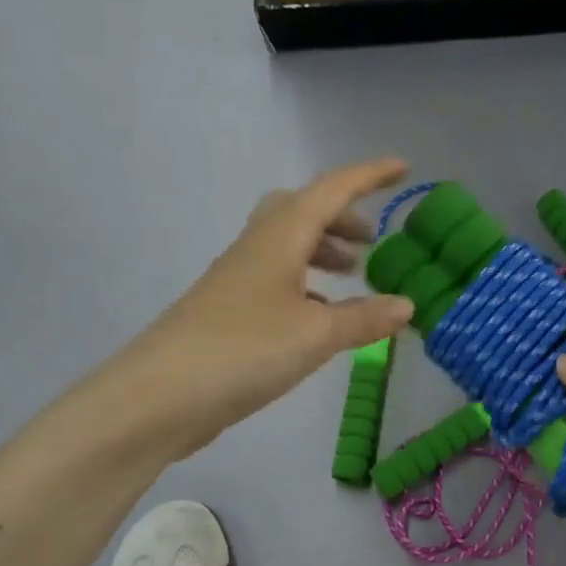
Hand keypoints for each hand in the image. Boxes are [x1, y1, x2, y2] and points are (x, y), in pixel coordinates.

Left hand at [95, 159, 415, 459]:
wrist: (159, 397)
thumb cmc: (243, 351)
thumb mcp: (315, 335)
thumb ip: (363, 318)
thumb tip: (406, 304)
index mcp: (279, 238)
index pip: (331, 191)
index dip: (369, 176)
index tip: (403, 168)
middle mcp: (256, 249)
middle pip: (300, 211)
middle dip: (340, 217)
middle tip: (371, 240)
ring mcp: (237, 281)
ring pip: (286, 246)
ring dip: (322, 251)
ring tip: (353, 277)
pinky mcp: (228, 313)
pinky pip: (275, 281)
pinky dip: (305, 286)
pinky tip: (319, 317)